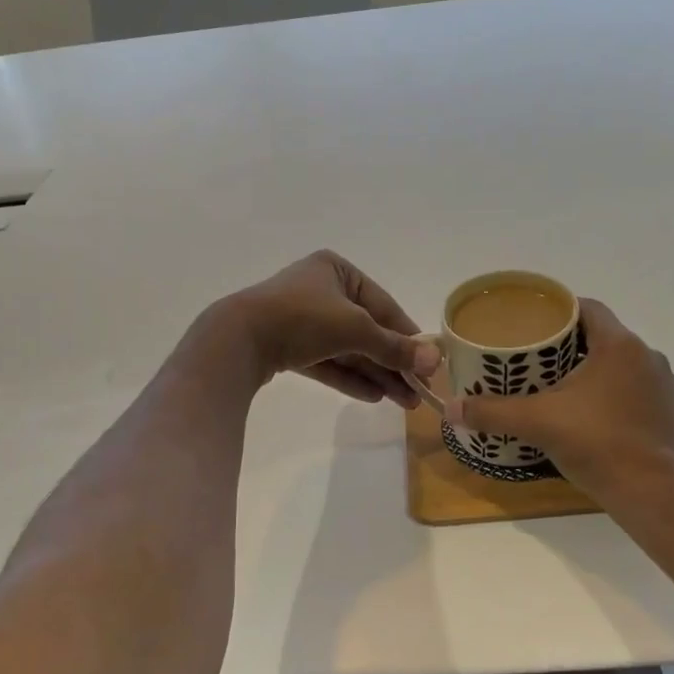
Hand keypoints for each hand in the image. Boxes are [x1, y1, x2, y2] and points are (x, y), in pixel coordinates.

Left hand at [223, 250, 440, 406]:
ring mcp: (301, 319)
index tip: (429, 364)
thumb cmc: (302, 318)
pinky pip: (326, 361)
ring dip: (376, 374)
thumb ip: (394, 346)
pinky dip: (349, 377)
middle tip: (417, 393)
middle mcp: (320, 290)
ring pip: (347, 349)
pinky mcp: (286, 346)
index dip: (407, 336)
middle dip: (392, 363)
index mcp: (337, 270)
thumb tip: (436, 360)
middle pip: (366, 330)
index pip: (383, 305)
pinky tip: (373, 396)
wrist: (237, 340)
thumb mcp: (355, 329)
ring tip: (402, 402)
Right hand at [446, 298, 673, 500]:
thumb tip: (452, 408)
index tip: (536, 324)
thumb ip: (493, 412)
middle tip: (539, 360)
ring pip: (622, 366)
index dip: (561, 311)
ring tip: (563, 388)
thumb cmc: (597, 443)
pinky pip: (637, 392)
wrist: (652, 493)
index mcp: (619, 345)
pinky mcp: (671, 414)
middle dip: (572, 345)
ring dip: (596, 371)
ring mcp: (664, 387)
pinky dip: (615, 397)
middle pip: (603, 337)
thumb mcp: (537, 423)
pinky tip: (594, 417)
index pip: (589, 308)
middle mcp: (647, 357)